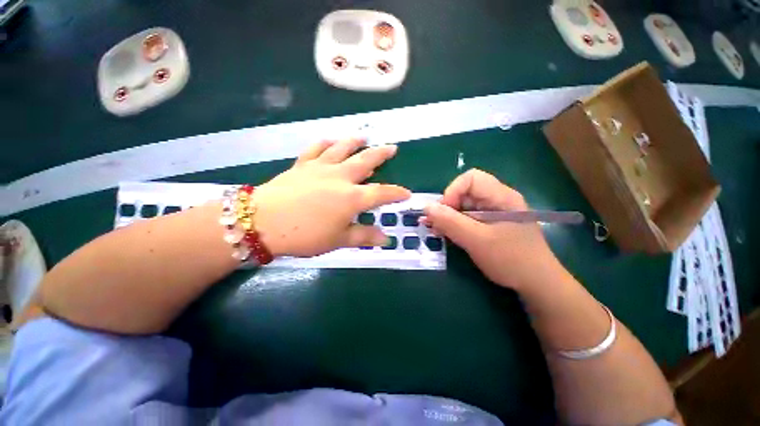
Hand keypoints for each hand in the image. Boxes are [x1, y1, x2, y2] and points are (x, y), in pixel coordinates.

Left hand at [254, 139, 409, 256]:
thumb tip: (386, 239)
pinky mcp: (302, 165)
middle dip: (381, 154)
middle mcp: (340, 177)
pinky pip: (316, 149)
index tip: (406, 193)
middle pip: (366, 161)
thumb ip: (364, 236)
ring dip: (355, 142)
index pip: (382, 193)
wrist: (262, 222)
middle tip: (392, 148)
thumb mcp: (338, 240)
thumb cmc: (305, 235)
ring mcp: (320, 168)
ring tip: (364, 137)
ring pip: (342, 149)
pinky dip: (325, 143)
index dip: (396, 193)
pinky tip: (330, 140)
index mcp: (352, 198)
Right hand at [422, 169, 559, 289]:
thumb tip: (426, 207)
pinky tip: (445, 233)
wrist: (537, 284)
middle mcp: (497, 200)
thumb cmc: (511, 259)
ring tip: (436, 230)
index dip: (452, 191)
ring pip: (463, 205)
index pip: (470, 179)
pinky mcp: (489, 224)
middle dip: (447, 207)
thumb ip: (450, 222)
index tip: (443, 213)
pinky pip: (466, 217)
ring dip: (447, 217)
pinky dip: (454, 224)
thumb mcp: (477, 240)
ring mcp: (493, 212)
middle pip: (465, 192)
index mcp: (501, 196)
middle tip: (435, 225)